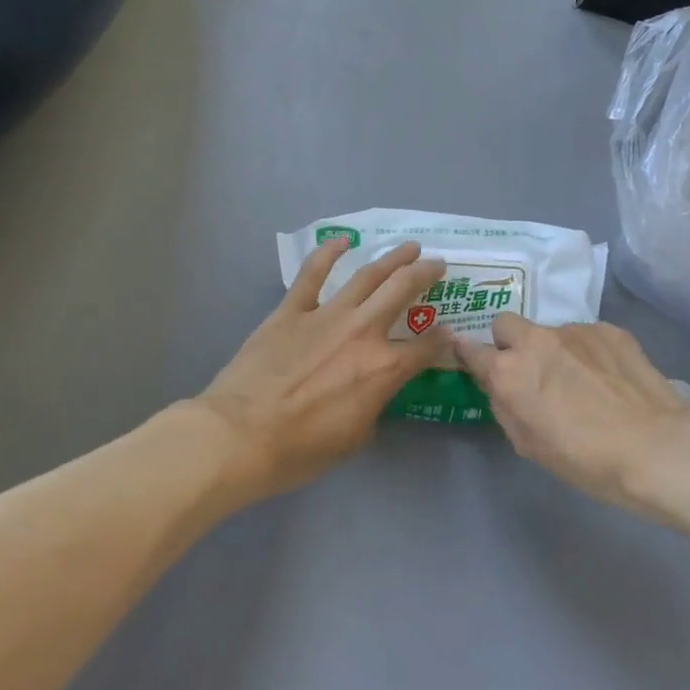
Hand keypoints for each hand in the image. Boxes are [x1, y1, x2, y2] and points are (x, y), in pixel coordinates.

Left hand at [197, 240, 447, 504]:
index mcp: (384, 369)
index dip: (443, 339)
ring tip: (409, 247)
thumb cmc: (300, 449)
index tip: (448, 333)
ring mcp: (326, 315)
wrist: (241, 435)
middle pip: (403, 290)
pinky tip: (343, 240)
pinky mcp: (291, 310)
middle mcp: (362, 332)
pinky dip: (328, 252)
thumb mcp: (355, 438)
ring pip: (367, 275)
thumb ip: (373, 405)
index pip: (427, 348)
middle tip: (438, 265)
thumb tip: (375, 390)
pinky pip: (313, 273)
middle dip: (426, 274)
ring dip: (392, 258)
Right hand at [454, 316, 689, 505]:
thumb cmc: (583, 459)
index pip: (471, 349)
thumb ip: (505, 406)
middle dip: (510, 342)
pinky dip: (588, 352)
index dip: (468, 354)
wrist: (653, 447)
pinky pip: (586, 336)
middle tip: (531, 371)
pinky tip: (609, 379)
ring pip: (551, 332)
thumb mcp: (528, 444)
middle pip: (506, 324)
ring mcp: (574, 331)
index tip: (472, 359)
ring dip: (555, 350)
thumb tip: (500, 386)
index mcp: (508, 372)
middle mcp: (535, 341)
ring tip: (583, 382)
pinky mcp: (608, 330)